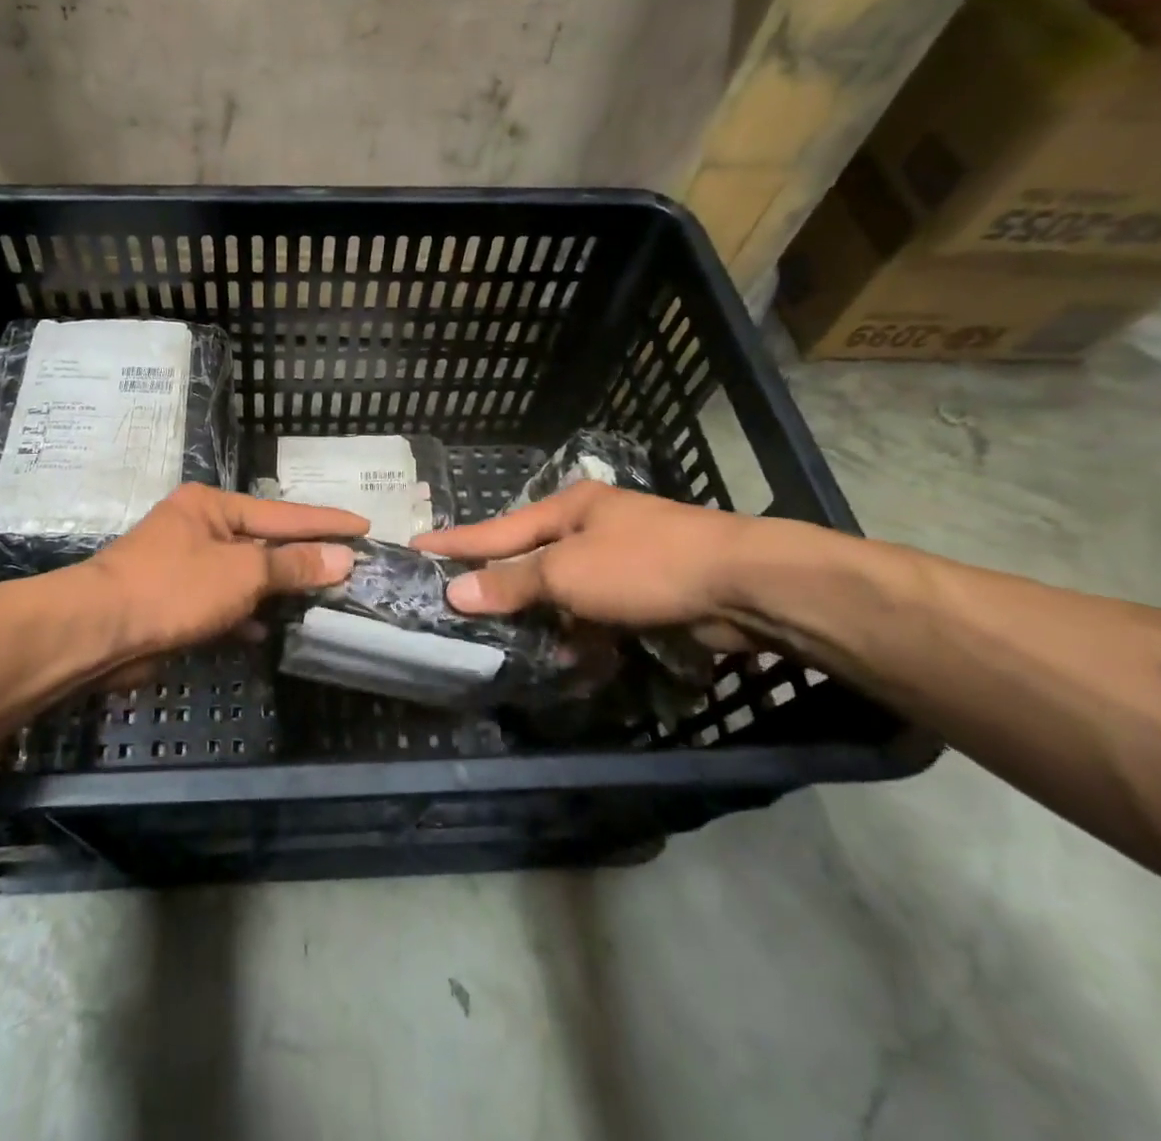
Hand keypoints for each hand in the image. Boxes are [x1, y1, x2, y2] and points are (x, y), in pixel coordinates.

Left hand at [83, 484, 366, 666]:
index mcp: (212, 506)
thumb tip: (342, 557)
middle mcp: (199, 528)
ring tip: (321, 599)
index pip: (283, 513)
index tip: (364, 524)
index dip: (326, 521)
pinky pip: (223, 603)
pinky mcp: (176, 602)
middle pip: (263, 543)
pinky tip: (270, 630)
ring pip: (244, 576)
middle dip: (302, 558)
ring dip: (277, 590)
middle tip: (348, 566)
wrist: (100, 632)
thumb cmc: (175, 588)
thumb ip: (293, 565)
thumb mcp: (243, 573)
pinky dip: (246, 615)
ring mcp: (185, 566)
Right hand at [412, 483, 760, 649]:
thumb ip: (512, 583)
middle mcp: (592, 527)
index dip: (457, 542)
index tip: (417, 545)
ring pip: (563, 589)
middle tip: (457, 601)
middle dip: (500, 583)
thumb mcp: (567, 572)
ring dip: (542, 615)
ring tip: (505, 639)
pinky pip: (595, 611)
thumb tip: (456, 591)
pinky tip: (567, 653)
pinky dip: (580, 630)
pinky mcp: (645, 591)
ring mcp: (621, 558)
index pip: (498, 528)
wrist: (743, 585)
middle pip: (530, 558)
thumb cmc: (643, 565)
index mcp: (570, 507)